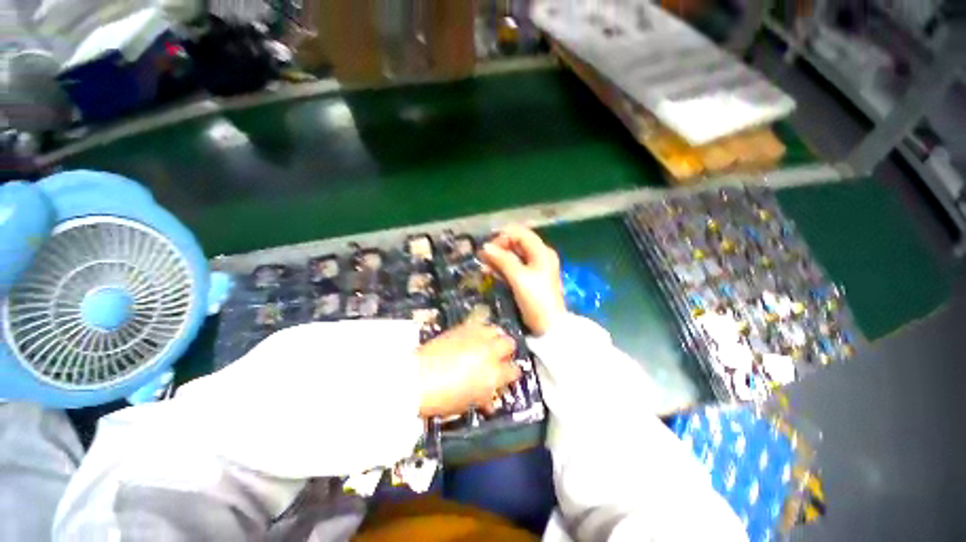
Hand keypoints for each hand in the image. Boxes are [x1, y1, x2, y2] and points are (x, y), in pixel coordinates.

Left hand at [416, 322, 520, 417]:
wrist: (417, 378)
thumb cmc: (443, 399)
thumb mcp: (468, 403)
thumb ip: (484, 397)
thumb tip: (491, 397)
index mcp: (494, 374)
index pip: (514, 370)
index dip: (511, 374)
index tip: (506, 376)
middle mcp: (490, 351)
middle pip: (509, 344)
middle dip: (506, 351)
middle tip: (498, 358)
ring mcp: (477, 337)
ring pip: (497, 329)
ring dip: (495, 336)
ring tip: (488, 342)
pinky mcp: (464, 327)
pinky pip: (480, 319)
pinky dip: (482, 322)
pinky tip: (477, 330)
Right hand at [479, 226, 565, 335]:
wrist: (548, 326)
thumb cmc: (536, 299)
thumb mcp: (518, 277)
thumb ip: (502, 259)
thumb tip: (485, 246)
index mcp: (541, 251)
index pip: (520, 233)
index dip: (502, 237)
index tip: (487, 247)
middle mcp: (539, 255)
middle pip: (516, 244)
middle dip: (498, 248)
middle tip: (482, 258)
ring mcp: (535, 267)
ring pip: (513, 256)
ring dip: (498, 259)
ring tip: (483, 266)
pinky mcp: (530, 278)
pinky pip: (514, 267)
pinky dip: (502, 268)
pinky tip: (490, 273)